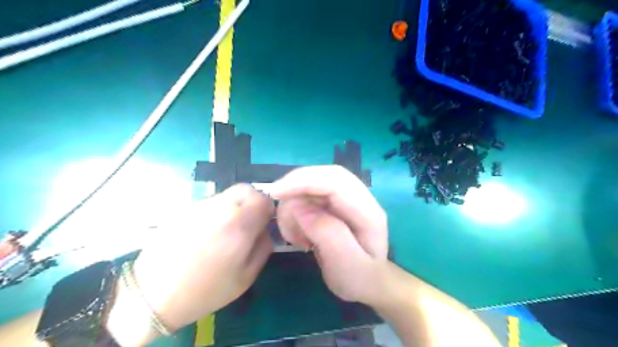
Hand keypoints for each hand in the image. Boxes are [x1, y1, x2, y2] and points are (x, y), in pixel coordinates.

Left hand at [127, 185, 271, 330]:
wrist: (153, 295)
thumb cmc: (206, 290)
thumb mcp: (246, 277)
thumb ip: (264, 247)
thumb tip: (265, 229)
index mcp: (239, 224)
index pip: (263, 197)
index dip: (268, 208)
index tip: (263, 223)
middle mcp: (221, 208)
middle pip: (246, 189)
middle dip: (252, 202)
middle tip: (247, 223)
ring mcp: (200, 206)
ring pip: (227, 194)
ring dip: (234, 206)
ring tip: (225, 230)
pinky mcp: (184, 209)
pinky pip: (209, 203)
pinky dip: (215, 211)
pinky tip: (206, 233)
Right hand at [268, 167, 387, 304]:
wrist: (368, 282)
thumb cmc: (359, 278)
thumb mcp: (345, 264)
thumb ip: (327, 233)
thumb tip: (298, 205)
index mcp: (368, 212)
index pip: (336, 182)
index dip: (304, 181)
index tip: (275, 192)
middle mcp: (359, 198)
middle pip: (324, 176)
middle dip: (296, 187)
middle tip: (278, 212)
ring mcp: (346, 199)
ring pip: (313, 184)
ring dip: (294, 206)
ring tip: (294, 237)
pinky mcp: (334, 203)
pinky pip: (309, 196)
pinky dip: (296, 211)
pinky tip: (298, 234)